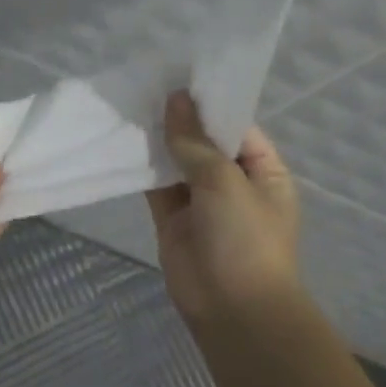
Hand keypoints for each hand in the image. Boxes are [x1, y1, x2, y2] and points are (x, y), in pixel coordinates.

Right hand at [146, 91, 302, 324]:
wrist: (233, 311)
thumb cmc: (244, 239)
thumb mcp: (224, 182)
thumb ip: (194, 141)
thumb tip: (175, 99)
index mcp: (263, 171)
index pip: (235, 126)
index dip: (208, 103)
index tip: (177, 76)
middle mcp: (233, 182)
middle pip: (203, 142)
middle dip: (178, 119)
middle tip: (145, 84)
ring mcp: (201, 202)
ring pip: (176, 162)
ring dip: (157, 141)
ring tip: (129, 104)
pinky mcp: (172, 219)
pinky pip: (157, 185)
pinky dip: (142, 167)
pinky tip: (122, 140)